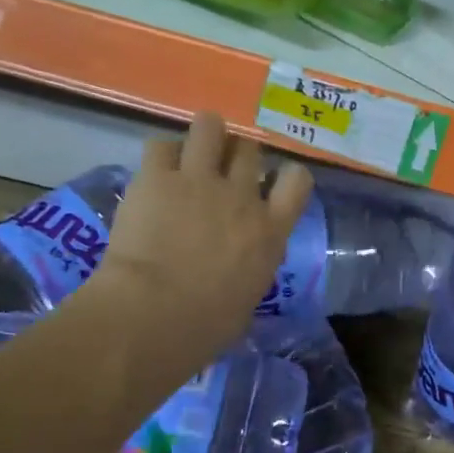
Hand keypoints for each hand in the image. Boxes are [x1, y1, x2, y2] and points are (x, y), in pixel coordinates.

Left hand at [85, 114, 313, 365]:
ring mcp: (199, 180)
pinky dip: (161, 155)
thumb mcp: (249, 297)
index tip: (271, 185)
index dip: (285, 176)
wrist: (156, 313)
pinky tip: (155, 171)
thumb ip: (251, 267)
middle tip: (219, 172)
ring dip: (203, 137)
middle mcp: (241, 196)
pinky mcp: (157, 177)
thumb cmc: (208, 325)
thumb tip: (242, 266)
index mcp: (270, 230)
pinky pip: (161, 145)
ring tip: (191, 153)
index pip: (298, 180)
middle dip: (236, 155)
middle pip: (249, 150)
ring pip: (210, 127)